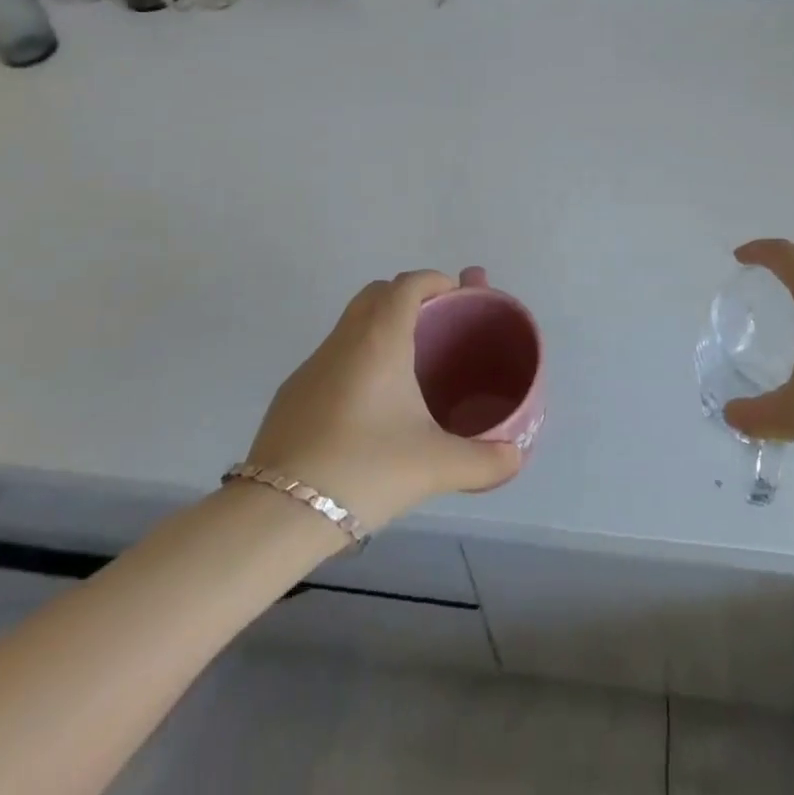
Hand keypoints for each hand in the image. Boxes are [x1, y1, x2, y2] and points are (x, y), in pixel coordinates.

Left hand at [246, 271, 521, 529]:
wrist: (277, 513)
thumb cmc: (364, 469)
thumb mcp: (435, 466)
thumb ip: (484, 460)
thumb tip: (516, 457)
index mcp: (380, 338)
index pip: (408, 283)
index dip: (435, 281)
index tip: (457, 298)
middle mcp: (344, 339)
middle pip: (377, 294)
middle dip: (408, 298)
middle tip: (435, 326)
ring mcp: (311, 365)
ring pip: (351, 325)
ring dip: (380, 328)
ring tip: (408, 368)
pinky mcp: (291, 394)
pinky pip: (333, 357)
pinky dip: (357, 360)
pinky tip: (369, 408)